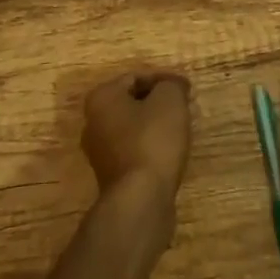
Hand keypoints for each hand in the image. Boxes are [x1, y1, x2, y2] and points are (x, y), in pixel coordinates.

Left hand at [81, 71, 191, 209]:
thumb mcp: (169, 101)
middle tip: (184, 106)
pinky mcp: (111, 178)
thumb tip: (172, 86)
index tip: (187, 88)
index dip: (164, 79)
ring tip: (181, 129)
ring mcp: (100, 153)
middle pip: (132, 103)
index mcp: (101, 98)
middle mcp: (93, 122)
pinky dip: (151, 147)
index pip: (135, 77)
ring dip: (156, 125)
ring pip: (133, 128)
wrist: (140, 201)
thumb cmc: (152, 141)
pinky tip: (170, 153)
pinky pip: (134, 151)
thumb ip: (171, 85)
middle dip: (158, 102)